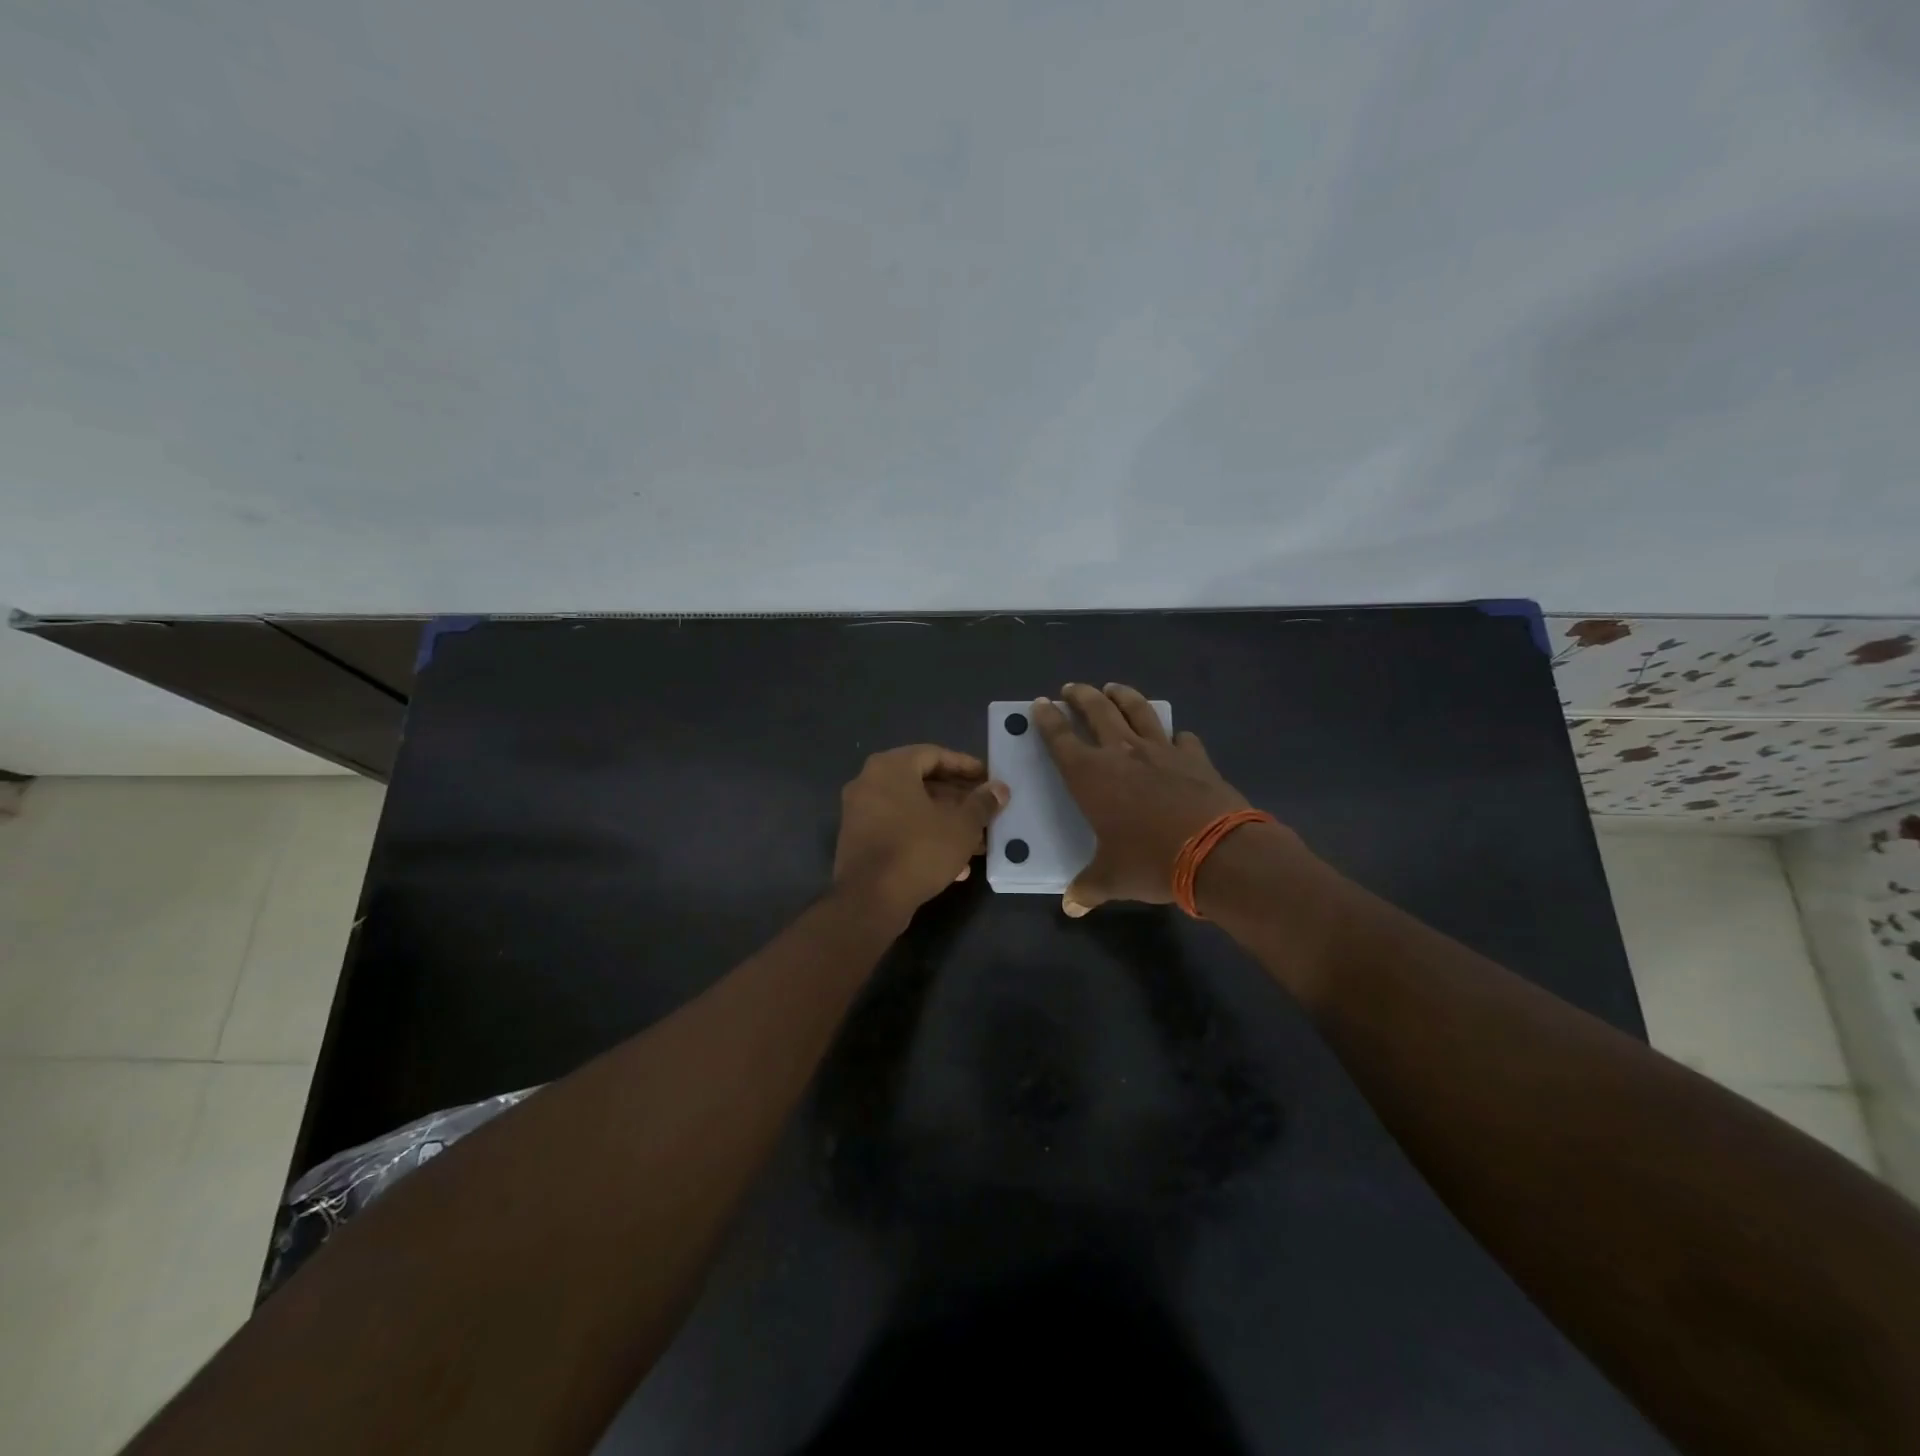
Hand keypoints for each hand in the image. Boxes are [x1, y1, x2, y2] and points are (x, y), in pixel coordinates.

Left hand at [833, 745, 1008, 917]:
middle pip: (922, 783)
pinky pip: (898, 830)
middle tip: (985, 812)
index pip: (934, 754)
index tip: (988, 778)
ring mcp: (860, 813)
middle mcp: (869, 783)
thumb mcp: (961, 826)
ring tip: (977, 843)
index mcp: (890, 767)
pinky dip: (924, 839)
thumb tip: (999, 789)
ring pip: (912, 810)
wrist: (869, 900)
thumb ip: (982, 804)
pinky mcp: (858, 841)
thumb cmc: (918, 851)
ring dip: (945, 823)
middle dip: (958, 800)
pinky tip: (954, 866)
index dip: (965, 766)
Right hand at [1032, 683, 1258, 915]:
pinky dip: (1175, 735)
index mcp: (1091, 776)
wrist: (1217, 853)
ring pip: (1138, 711)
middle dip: (1081, 696)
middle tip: (1071, 688)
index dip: (1047, 720)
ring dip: (1123, 696)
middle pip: (1097, 710)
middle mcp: (1123, 753)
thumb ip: (1088, 888)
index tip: (1040, 704)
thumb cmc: (1151, 862)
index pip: (1060, 739)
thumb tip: (1071, 905)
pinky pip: (1182, 738)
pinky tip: (1176, 738)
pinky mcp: (1196, 758)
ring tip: (1114, 689)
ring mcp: (1162, 751)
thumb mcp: (1112, 879)